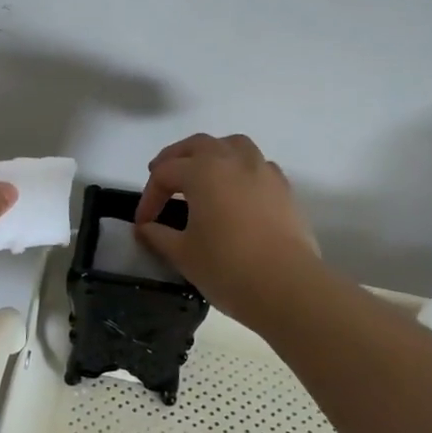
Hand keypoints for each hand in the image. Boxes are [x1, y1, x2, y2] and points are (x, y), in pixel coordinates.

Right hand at [134, 133, 321, 325]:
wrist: (288, 287)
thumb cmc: (227, 267)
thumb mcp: (182, 254)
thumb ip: (158, 236)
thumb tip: (145, 228)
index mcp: (202, 171)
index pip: (165, 174)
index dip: (149, 197)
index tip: (143, 223)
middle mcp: (233, 160)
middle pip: (197, 145)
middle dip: (175, 159)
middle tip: (162, 177)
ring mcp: (263, 171)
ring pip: (233, 145)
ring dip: (211, 154)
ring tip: (202, 173)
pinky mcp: (284, 189)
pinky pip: (257, 165)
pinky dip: (240, 169)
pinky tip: (236, 191)